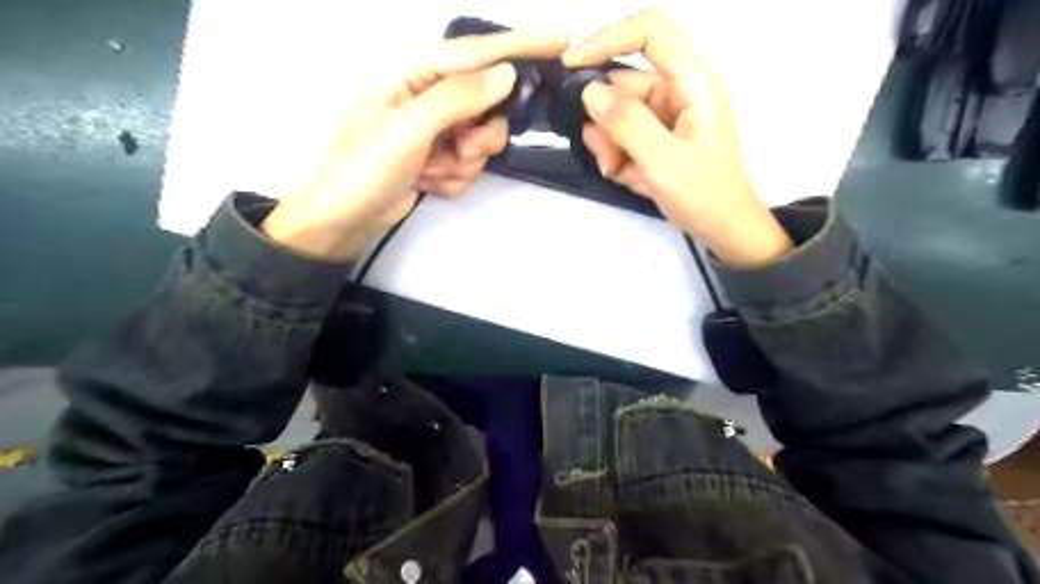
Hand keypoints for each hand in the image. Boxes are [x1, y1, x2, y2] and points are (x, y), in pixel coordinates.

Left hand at [259, 29, 567, 258]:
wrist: (346, 218)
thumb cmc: (364, 167)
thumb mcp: (409, 128)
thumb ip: (459, 97)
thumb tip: (507, 74)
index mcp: (412, 68)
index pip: (477, 52)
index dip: (521, 47)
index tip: (562, 43)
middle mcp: (428, 91)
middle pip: (487, 103)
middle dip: (478, 135)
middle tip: (459, 150)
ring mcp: (437, 126)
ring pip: (483, 139)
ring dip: (462, 162)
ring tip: (430, 170)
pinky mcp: (441, 154)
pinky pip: (471, 162)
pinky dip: (453, 177)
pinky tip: (426, 180)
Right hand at [566, 3, 792, 265]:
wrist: (724, 230)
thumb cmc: (705, 197)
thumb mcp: (664, 163)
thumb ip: (627, 124)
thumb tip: (590, 93)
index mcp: (692, 84)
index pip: (651, 32)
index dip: (609, 38)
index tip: (572, 66)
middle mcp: (678, 91)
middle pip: (624, 85)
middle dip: (607, 123)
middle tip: (608, 161)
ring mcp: (667, 115)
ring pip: (618, 114)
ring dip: (610, 144)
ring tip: (620, 172)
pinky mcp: (658, 136)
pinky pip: (624, 135)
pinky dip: (619, 156)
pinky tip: (629, 176)